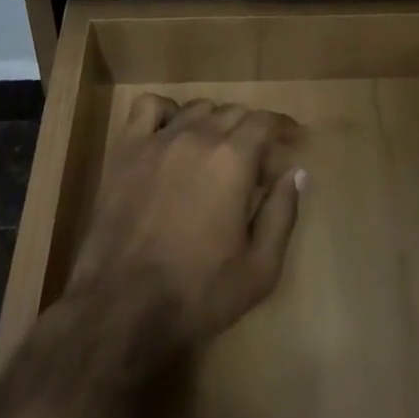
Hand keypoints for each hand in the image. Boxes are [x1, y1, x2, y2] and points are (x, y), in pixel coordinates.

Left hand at [68, 96, 304, 359]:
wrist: (121, 310)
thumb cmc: (197, 294)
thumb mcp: (259, 269)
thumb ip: (283, 213)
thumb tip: (296, 173)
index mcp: (233, 159)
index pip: (266, 122)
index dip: (284, 127)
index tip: (294, 141)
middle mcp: (199, 136)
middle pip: (234, 112)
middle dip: (253, 131)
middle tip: (258, 161)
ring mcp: (159, 139)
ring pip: (198, 108)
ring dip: (216, 122)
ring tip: (218, 149)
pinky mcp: (127, 150)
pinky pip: (149, 107)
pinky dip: (167, 111)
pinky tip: (172, 132)